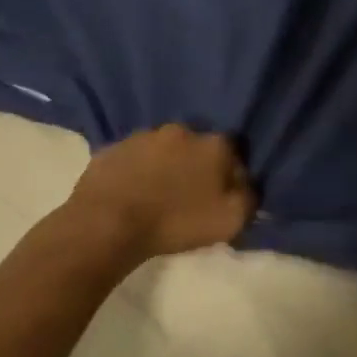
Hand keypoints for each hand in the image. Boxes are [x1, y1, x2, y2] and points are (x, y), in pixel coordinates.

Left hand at [65, 124, 255, 265]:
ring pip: (163, 150)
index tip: (222, 195)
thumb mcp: (230, 220)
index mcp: (214, 144)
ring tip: (156, 195)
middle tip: (188, 195)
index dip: (230, 174)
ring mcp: (144, 136)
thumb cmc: (175, 222)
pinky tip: (130, 194)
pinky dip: (135, 172)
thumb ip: (249, 198)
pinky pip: (132, 159)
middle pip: (198, 147)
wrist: (107, 225)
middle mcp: (182, 130)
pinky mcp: (112, 149)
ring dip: (164, 166)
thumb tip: (247, 186)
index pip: (233, 153)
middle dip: (196, 165)